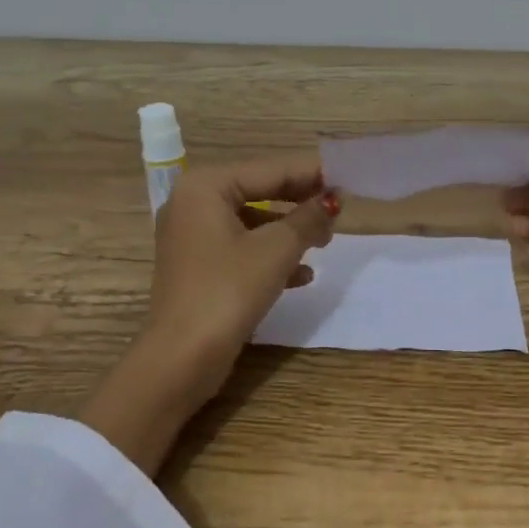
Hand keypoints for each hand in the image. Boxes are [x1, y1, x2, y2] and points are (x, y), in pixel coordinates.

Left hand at [79, 158, 338, 472]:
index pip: (269, 171)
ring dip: (289, 232)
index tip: (346, 176)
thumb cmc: (228, 291)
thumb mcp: (276, 250)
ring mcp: (191, 238)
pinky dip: (270, 256)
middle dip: (300, 204)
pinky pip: (241, 249)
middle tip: (340, 209)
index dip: (310, 174)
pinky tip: (302, 275)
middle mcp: (192, 204)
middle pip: (259, 193)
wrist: (182, 357)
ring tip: (325, 241)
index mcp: (205, 187)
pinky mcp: (198, 268)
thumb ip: (308, 218)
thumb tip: (332, 201)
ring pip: (252, 224)